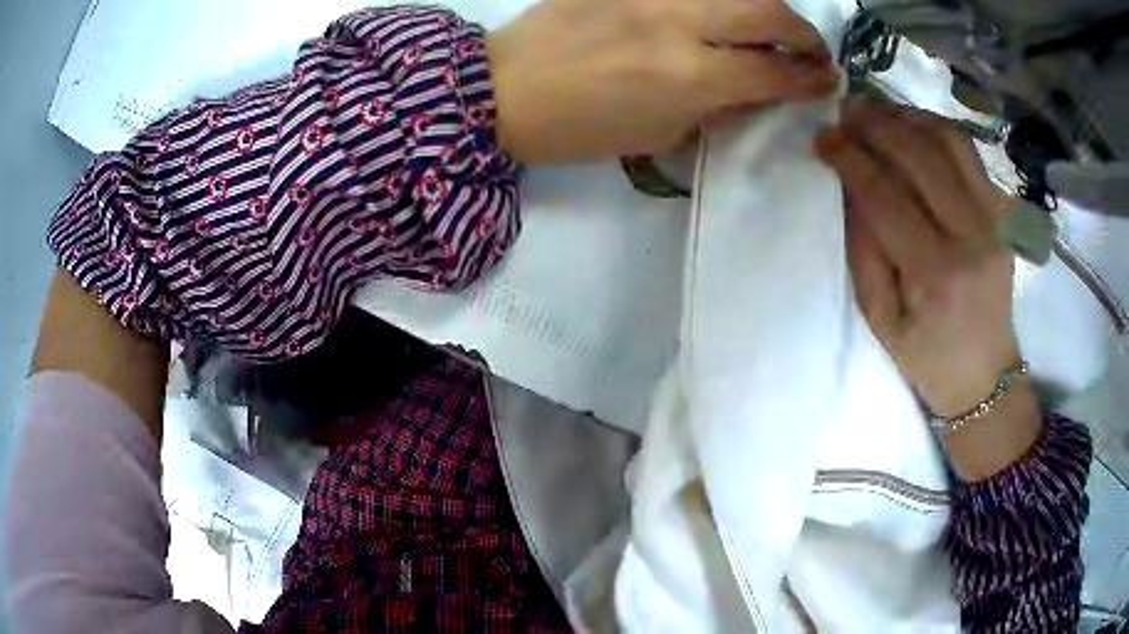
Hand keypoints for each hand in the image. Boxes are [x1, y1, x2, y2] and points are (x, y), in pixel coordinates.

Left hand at [487, 0, 835, 161]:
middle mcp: (679, 22)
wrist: (502, 88)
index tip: (826, 79)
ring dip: (764, 7)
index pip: (772, 70)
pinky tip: (718, 13)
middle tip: (809, 49)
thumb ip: (714, 106)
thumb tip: (754, 87)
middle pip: (767, 11)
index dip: (808, 77)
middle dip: (802, 32)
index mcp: (689, 75)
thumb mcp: (657, 133)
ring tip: (768, 27)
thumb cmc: (577, 127)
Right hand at [815, 98, 1019, 418]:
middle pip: (920, 156)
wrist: (985, 375)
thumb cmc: (926, 357)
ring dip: (907, 116)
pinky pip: (970, 153)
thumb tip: (848, 185)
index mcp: (934, 276)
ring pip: (950, 141)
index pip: (885, 194)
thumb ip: (863, 248)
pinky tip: (913, 126)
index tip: (823, 137)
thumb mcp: (880, 318)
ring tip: (877, 111)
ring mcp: (994, 221)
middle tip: (844, 112)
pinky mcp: (1004, 214)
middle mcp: (971, 239)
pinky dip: (936, 128)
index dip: (849, 157)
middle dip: (875, 124)